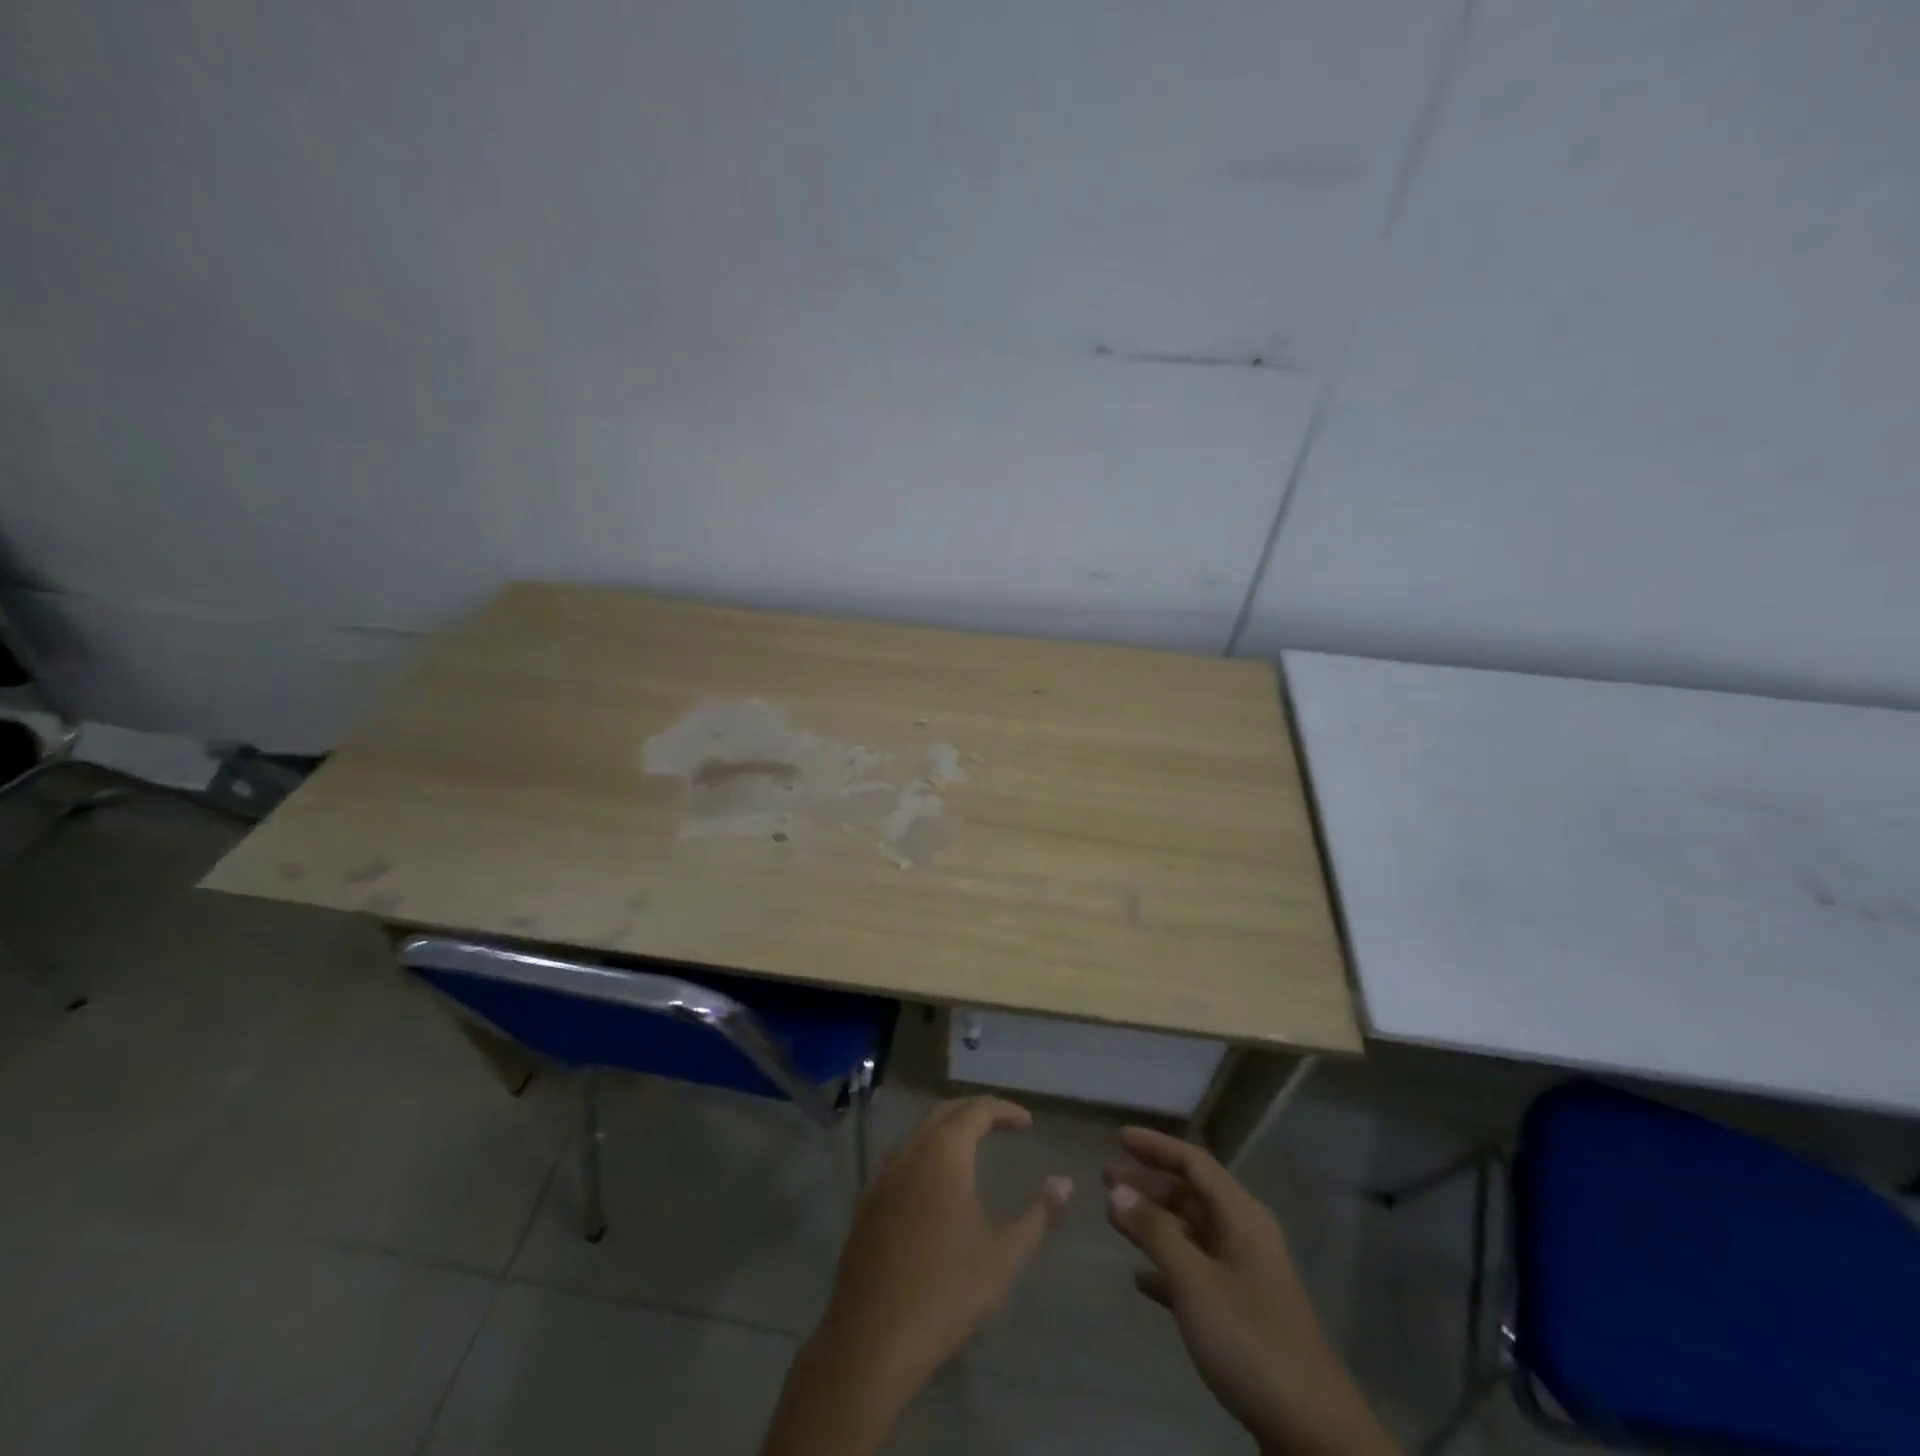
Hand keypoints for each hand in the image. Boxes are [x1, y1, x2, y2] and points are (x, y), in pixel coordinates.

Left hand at [825, 1095, 1072, 1386]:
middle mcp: (910, 1150)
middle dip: (976, 1112)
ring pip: (919, 1132)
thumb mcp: (1004, 1256)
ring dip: (948, 1130)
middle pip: (945, 1112)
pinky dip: (926, 1153)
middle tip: (1004, 1126)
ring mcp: (882, 1174)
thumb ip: (1039, 1215)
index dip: (1004, 1110)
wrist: (872, 1338)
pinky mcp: (866, 1201)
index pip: (977, 1109)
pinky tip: (936, 1184)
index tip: (1027, 1122)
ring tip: (974, 1148)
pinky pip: (901, 1158)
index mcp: (943, 1152)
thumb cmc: (946, 1291)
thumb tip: (1064, 1182)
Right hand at [1105, 1127, 1398, 1455]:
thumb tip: (1117, 1190)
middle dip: (1149, 1183)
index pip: (1195, 1163)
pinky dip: (1167, 1266)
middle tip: (1106, 1176)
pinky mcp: (1241, 1314)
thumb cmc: (1251, 1341)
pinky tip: (1140, 1277)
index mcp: (1242, 1217)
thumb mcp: (1195, 1282)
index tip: (1119, 1138)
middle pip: (1191, 1194)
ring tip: (1114, 1217)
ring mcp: (1245, 1275)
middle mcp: (1245, 1236)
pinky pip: (1196, 1272)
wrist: (1313, 1432)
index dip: (1157, 1146)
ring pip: (1191, 1232)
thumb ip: (1154, 1232)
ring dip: (1154, 1222)